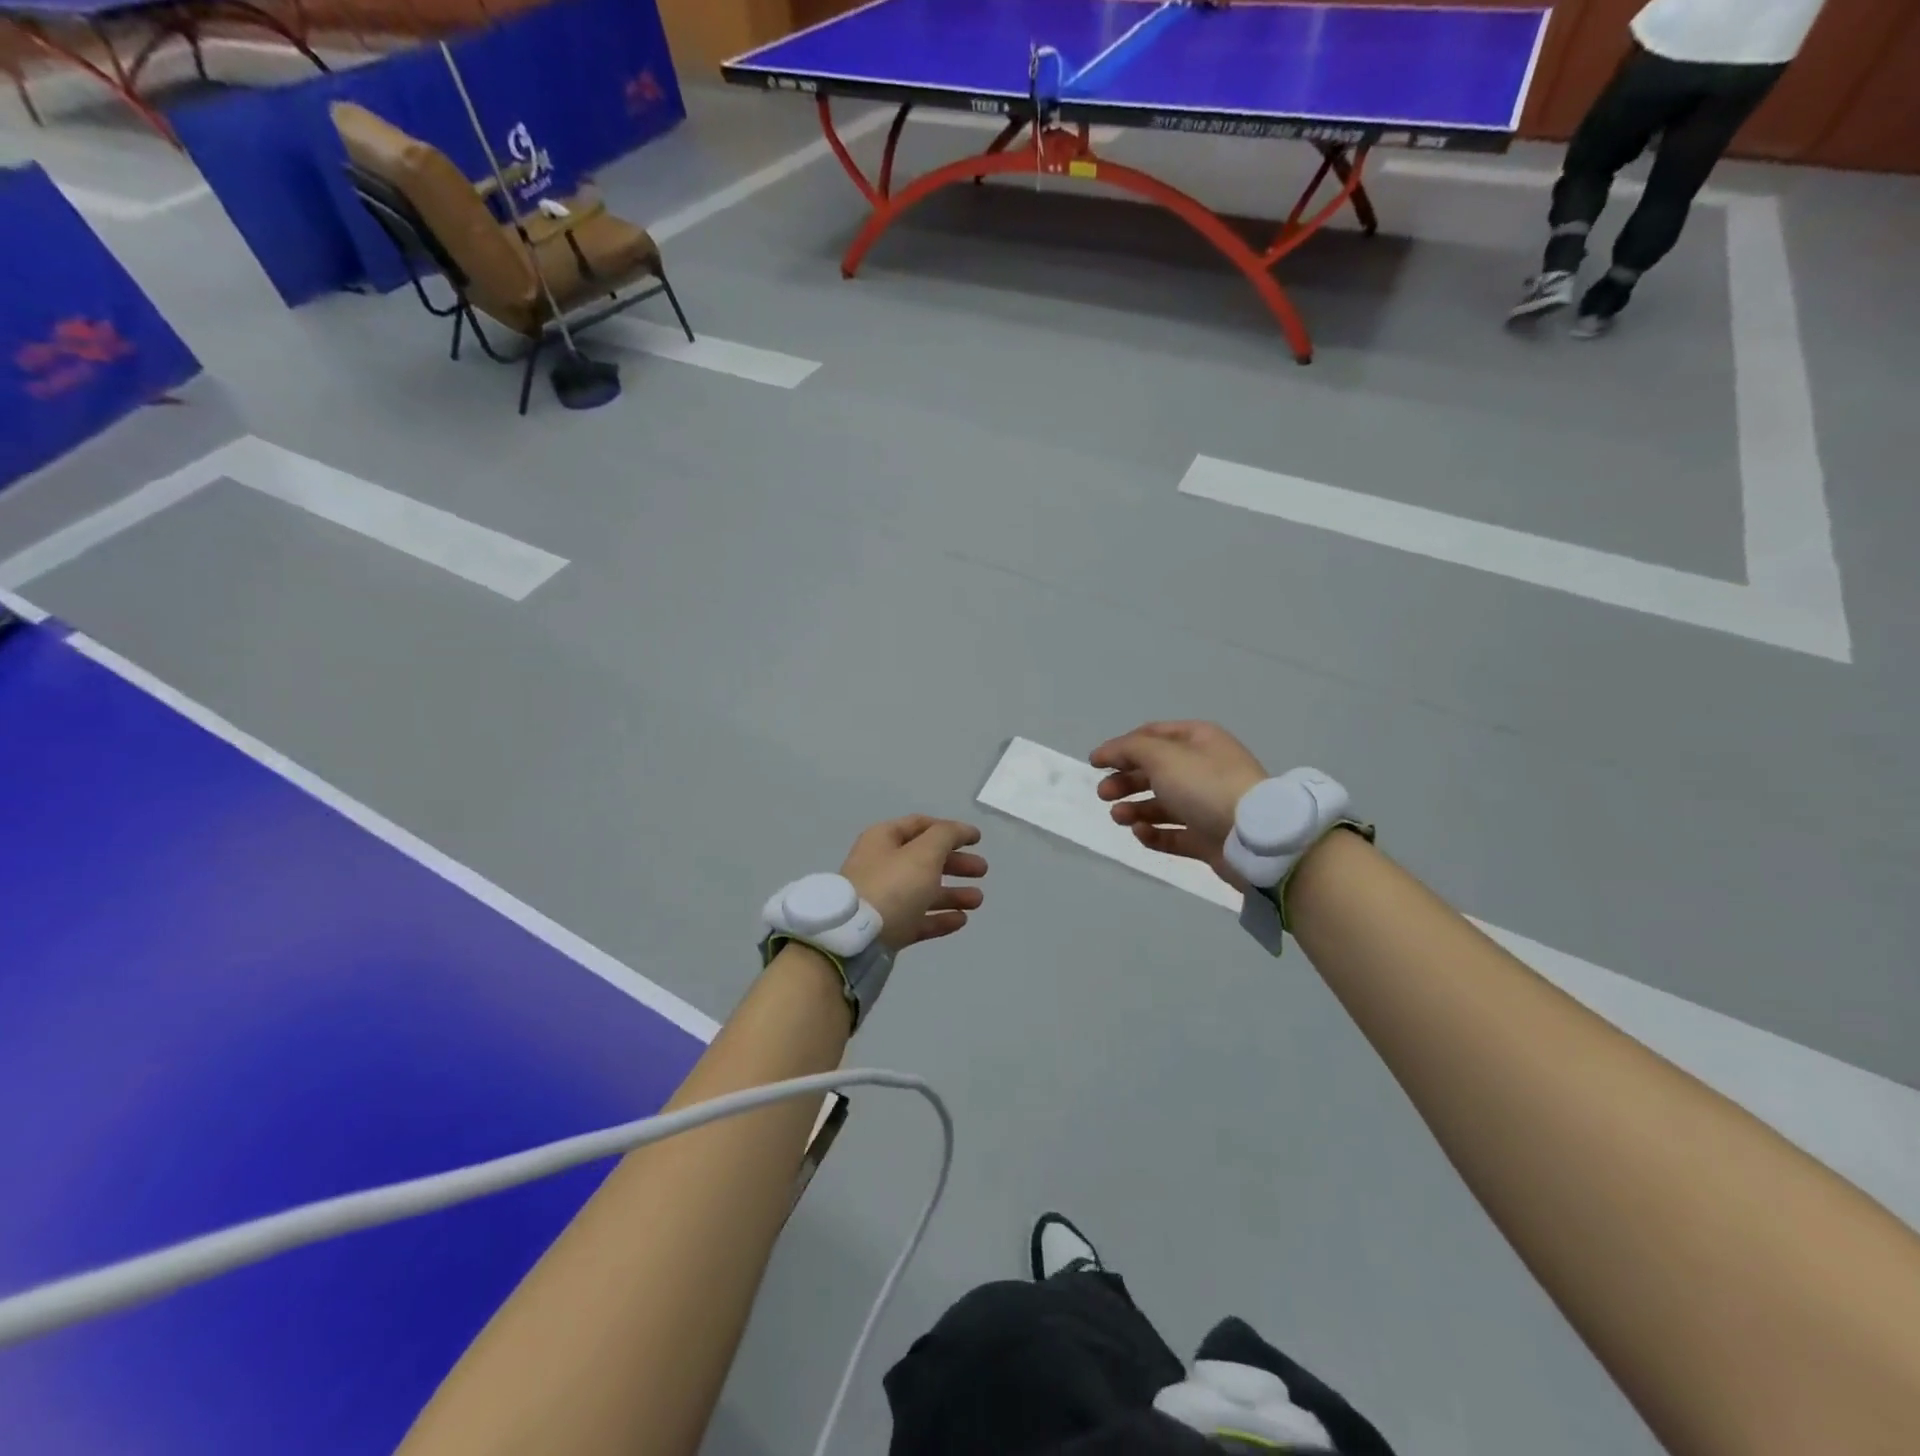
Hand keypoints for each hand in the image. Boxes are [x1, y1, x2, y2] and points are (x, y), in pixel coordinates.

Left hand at [840, 816, 986, 951]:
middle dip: (956, 863)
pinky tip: (961, 920)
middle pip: (925, 859)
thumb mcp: (924, 852)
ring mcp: (884, 899)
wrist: (855, 939)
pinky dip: (940, 918)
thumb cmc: (892, 886)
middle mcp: (882, 865)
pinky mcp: (887, 928)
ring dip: (953, 893)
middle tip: (982, 870)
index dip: (950, 829)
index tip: (976, 839)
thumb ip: (946, 836)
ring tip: (978, 900)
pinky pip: (918, 919)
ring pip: (924, 891)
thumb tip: (961, 831)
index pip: (920, 826)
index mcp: (884, 840)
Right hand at [1090, 721, 1266, 886]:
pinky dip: (1154, 833)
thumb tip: (1107, 752)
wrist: (1254, 837)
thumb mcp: (1162, 756)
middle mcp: (1204, 769)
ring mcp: (1207, 805)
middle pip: (1155, 771)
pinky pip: (1174, 834)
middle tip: (1103, 794)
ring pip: (1162, 804)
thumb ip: (1129, 749)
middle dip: (1125, 780)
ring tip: (1118, 817)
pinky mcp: (1208, 838)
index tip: (1095, 763)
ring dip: (1135, 808)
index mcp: (1199, 741)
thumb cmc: (1205, 785)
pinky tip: (1140, 833)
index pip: (1153, 735)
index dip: (1122, 746)